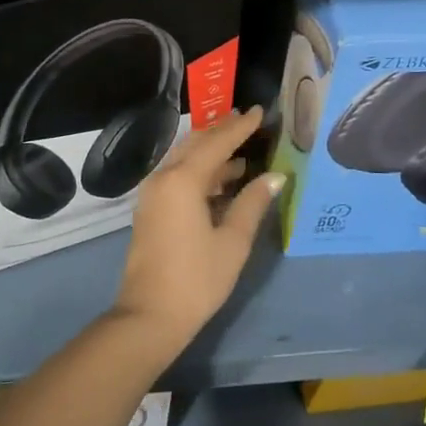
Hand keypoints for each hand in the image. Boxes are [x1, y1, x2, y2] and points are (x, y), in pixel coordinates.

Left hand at [112, 107, 281, 358]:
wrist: (150, 314)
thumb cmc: (197, 278)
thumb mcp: (233, 241)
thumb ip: (253, 203)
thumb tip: (275, 176)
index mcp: (183, 180)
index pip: (216, 142)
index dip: (240, 127)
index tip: (258, 111)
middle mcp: (163, 177)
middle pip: (196, 144)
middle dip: (222, 132)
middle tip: (247, 120)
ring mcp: (152, 193)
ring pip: (184, 159)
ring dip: (211, 152)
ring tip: (241, 150)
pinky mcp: (150, 208)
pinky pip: (177, 175)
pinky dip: (200, 171)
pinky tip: (222, 179)